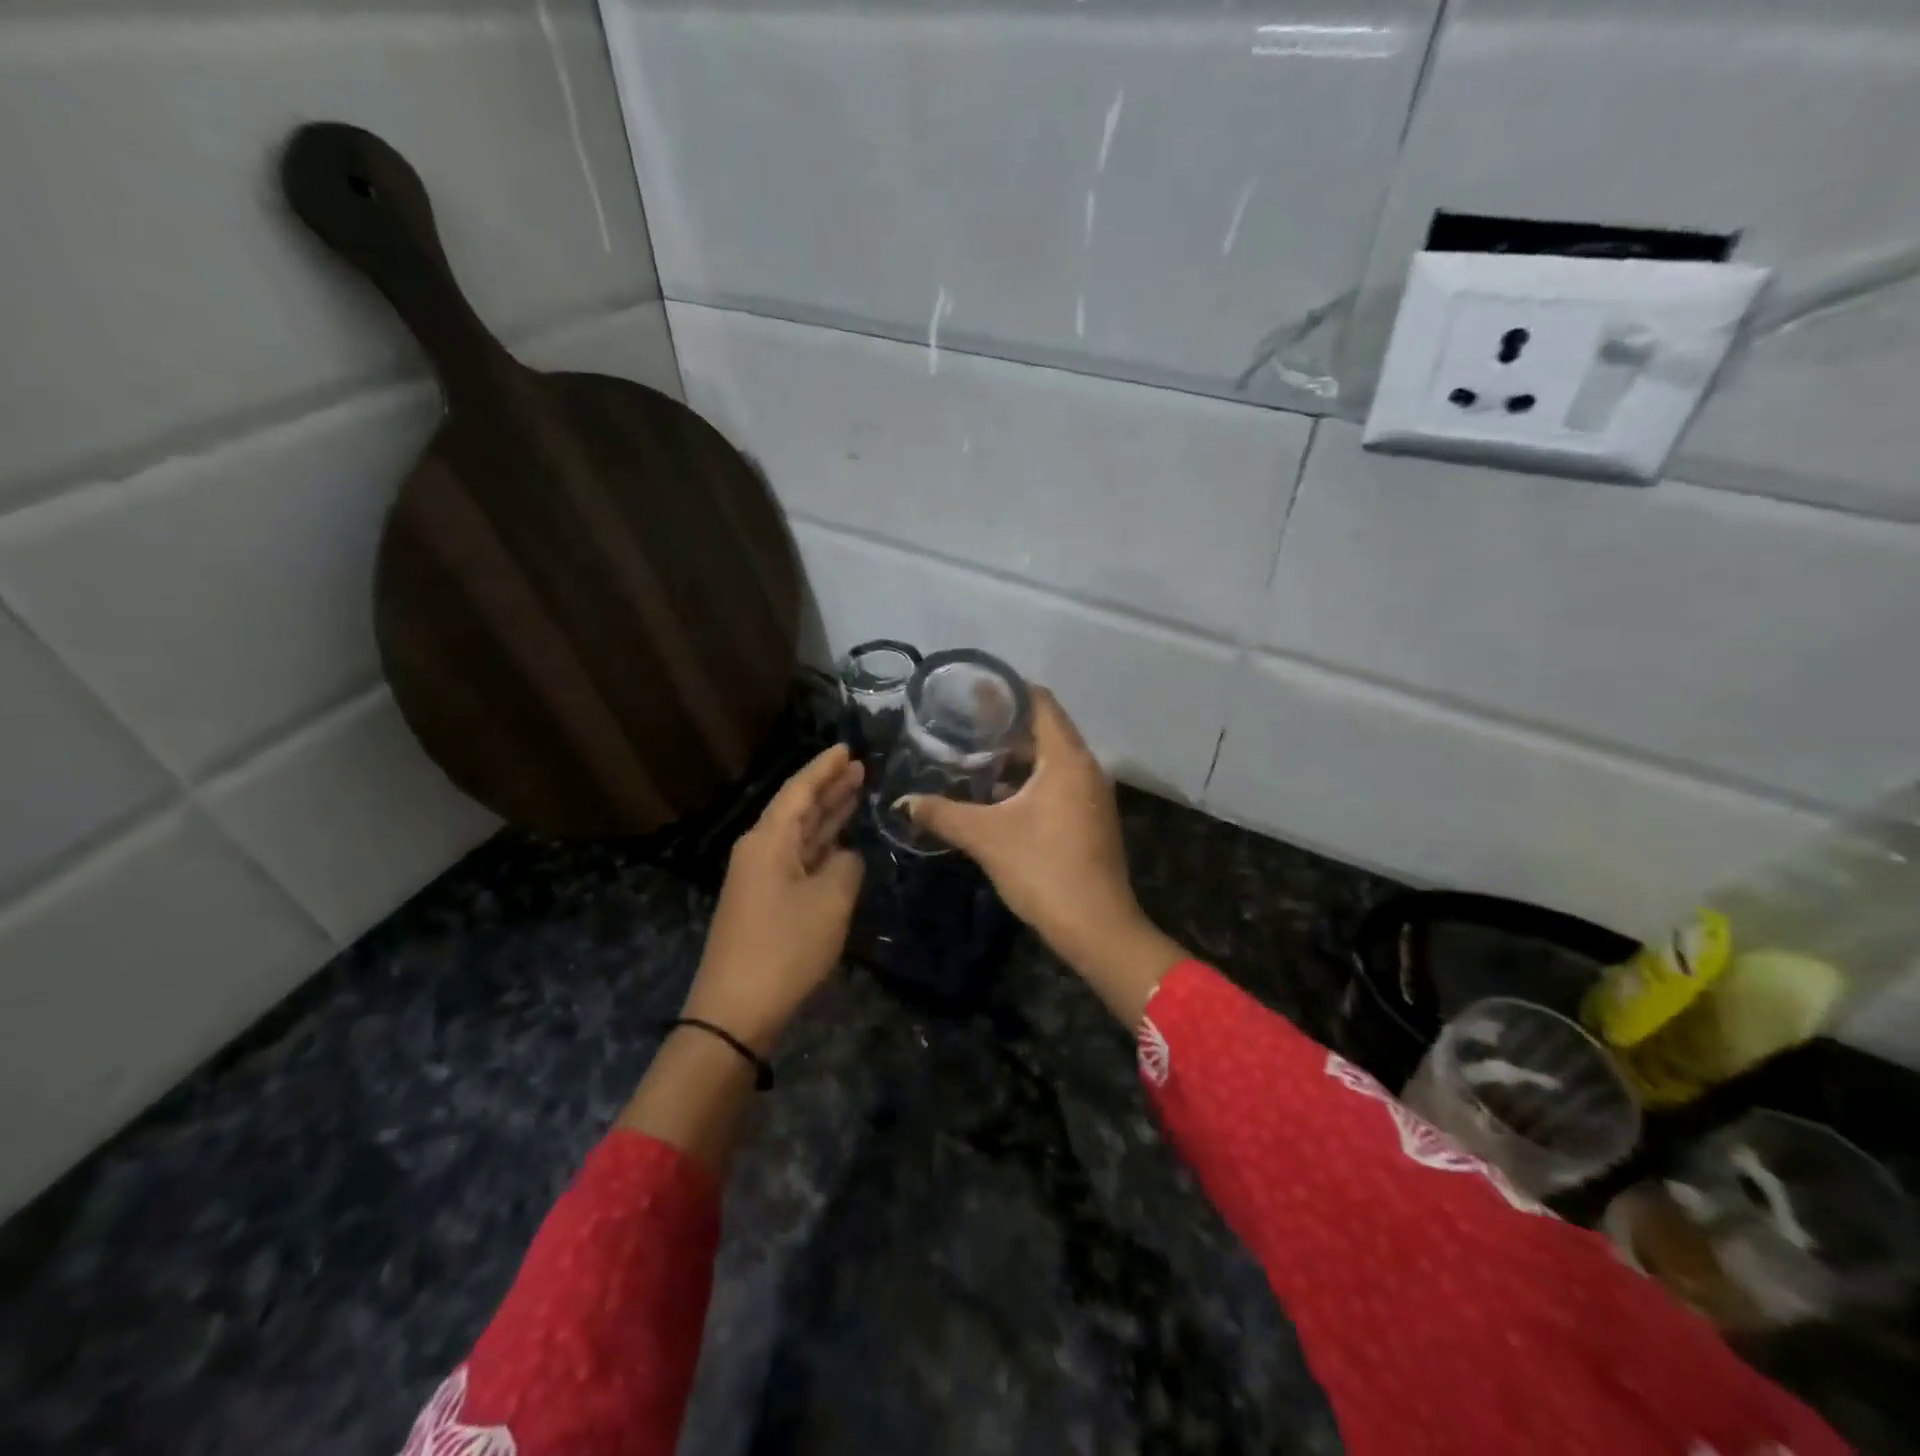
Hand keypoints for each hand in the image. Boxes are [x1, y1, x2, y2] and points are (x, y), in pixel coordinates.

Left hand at [681, 743, 865, 1052]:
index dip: (824, 768)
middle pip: (798, 809)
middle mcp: (761, 851)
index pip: (799, 791)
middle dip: (829, 788)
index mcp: (769, 840)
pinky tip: (841, 843)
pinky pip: (799, 860)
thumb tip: (846, 858)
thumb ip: (847, 867)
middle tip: (860, 768)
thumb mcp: (830, 901)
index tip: (847, 748)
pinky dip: (822, 847)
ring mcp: (761, 878)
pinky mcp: (766, 903)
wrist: (736, 1010)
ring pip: (799, 835)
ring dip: (827, 816)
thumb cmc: (785, 947)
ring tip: (855, 793)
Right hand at [904, 689, 1183, 1022]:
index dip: (1007, 691)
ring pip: (1053, 758)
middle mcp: (1087, 768)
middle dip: (1007, 724)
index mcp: (1067, 759)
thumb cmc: (1043, 870)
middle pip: (1047, 728)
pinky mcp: (1091, 818)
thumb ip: (943, 814)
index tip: (973, 689)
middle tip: (965, 723)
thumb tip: (904, 802)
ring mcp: (1093, 795)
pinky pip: (1060, 781)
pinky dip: (1031, 779)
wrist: (1096, 927)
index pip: (1040, 702)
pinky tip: (1000, 796)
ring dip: (1018, 755)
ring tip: (976, 756)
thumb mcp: (987, 837)